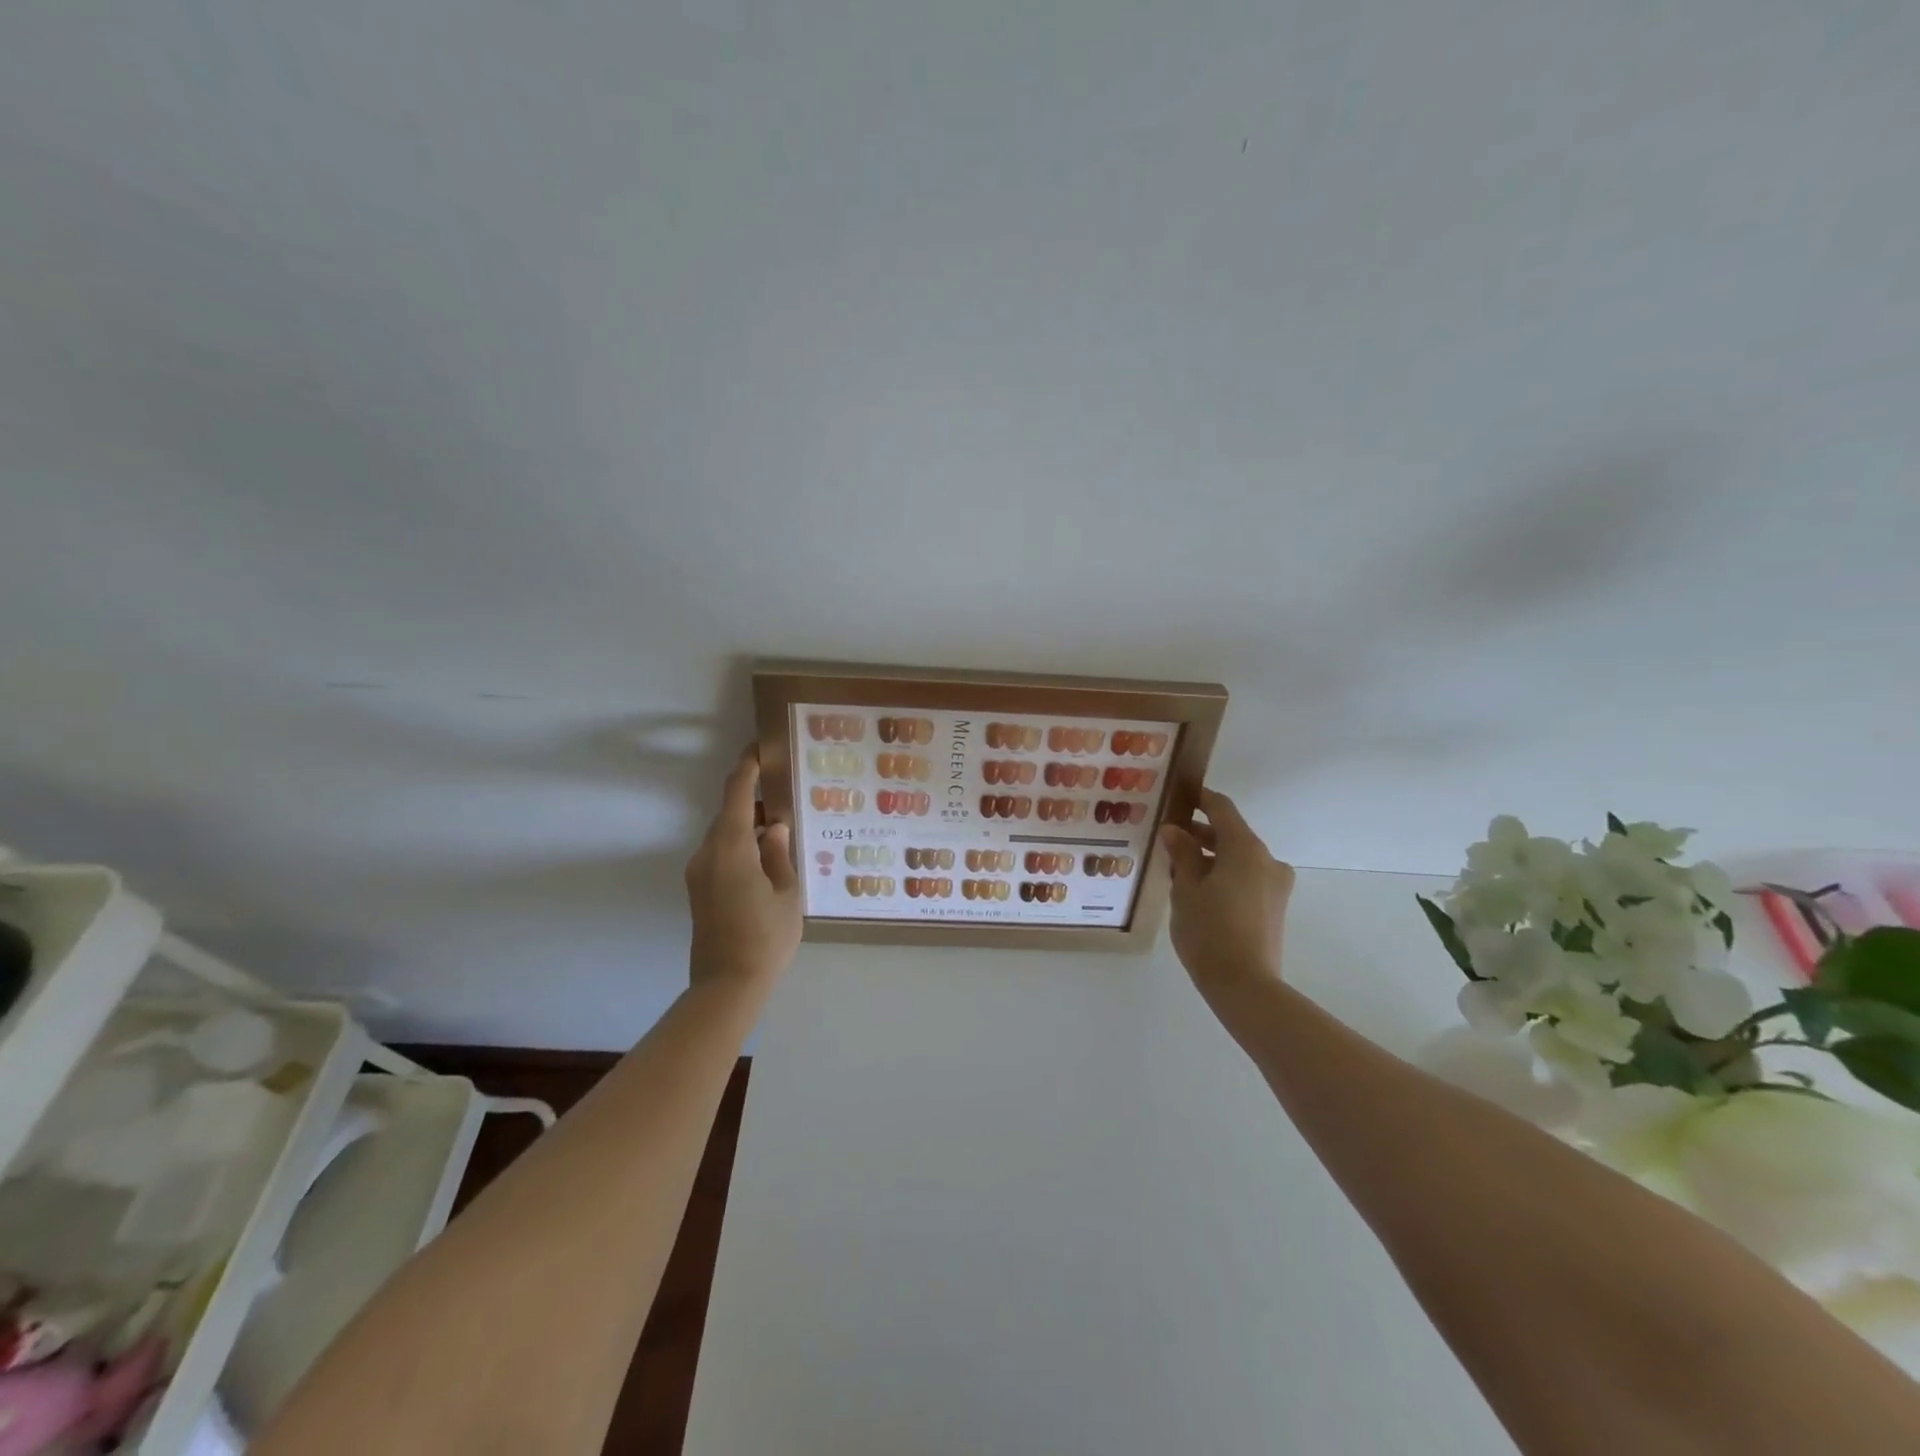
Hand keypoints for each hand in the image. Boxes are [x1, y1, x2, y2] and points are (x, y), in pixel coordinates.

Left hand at [684, 746, 801, 994]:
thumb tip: (773, 826)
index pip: (735, 793)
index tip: (761, 748)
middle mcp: (707, 853)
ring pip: (724, 834)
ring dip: (748, 825)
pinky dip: (741, 845)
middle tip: (785, 793)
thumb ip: (779, 853)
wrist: (726, 986)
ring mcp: (699, 873)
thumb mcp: (786, 893)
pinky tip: (767, 856)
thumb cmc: (765, 938)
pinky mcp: (699, 890)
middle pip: (728, 813)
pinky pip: (721, 853)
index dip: (747, 767)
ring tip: (781, 826)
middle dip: (753, 799)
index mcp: (730, 848)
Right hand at [1159, 789, 1295, 1018]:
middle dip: (1200, 833)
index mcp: (1246, 848)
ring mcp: (1275, 885)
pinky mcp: (1274, 907)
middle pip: (1231, 834)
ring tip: (1178, 869)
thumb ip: (1182, 854)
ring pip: (1239, 858)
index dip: (1200, 798)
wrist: (1245, 985)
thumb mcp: (1186, 889)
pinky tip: (1198, 890)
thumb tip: (1174, 830)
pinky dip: (1224, 874)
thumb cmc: (1208, 930)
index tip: (1178, 795)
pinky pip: (1247, 878)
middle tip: (1168, 838)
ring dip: (1211, 856)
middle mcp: (1267, 860)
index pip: (1222, 808)